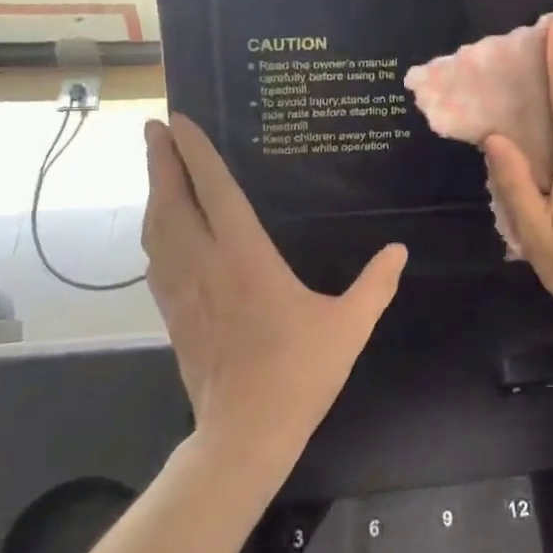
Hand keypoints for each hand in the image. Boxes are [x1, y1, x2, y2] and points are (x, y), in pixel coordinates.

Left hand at [142, 114, 405, 464]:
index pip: (215, 190)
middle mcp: (206, 263)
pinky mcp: (173, 314)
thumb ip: (376, 284)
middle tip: (153, 128)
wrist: (245, 432)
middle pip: (173, 201)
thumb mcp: (349, 325)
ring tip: (157, 168)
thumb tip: (399, 250)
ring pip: (157, 229)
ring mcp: (183, 289)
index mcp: (245, 256)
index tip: (176, 120)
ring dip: (154, 192)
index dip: (195, 152)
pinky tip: (161, 231)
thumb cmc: (299, 372)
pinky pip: (156, 260)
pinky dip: (155, 232)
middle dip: (161, 160)